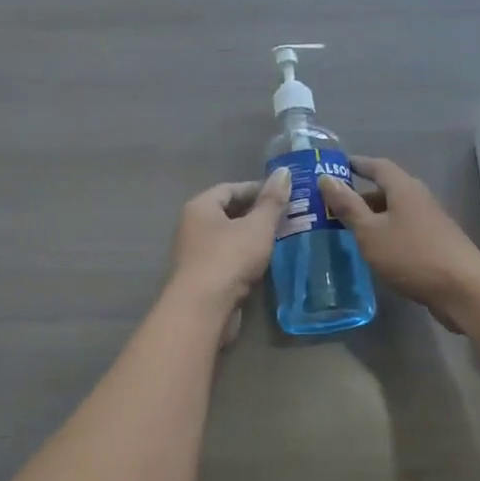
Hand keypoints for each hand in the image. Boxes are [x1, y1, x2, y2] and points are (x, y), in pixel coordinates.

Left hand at [168, 169, 291, 311]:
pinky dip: (245, 258)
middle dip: (256, 214)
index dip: (257, 188)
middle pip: (227, 213)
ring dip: (252, 237)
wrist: (203, 309)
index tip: (283, 194)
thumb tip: (284, 171)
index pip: (230, 188)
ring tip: (281, 238)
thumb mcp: (258, 226)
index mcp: (200, 207)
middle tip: (286, 216)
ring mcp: (195, 254)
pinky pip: (227, 259)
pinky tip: (266, 263)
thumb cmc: (229, 258)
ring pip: (228, 238)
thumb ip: (272, 201)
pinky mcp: (202, 278)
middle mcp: (192, 226)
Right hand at [318, 156, 479, 329]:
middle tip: (334, 206)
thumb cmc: (412, 255)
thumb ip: (348, 206)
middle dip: (361, 196)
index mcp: (404, 189)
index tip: (338, 165)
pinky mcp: (436, 243)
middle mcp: (419, 199)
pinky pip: (404, 229)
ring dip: (373, 217)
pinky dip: (386, 233)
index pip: (378, 166)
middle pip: (387, 189)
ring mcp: (431, 222)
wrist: (463, 289)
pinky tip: (375, 251)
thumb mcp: (371, 232)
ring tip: (348, 230)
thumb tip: (326, 178)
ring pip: (395, 212)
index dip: (358, 164)